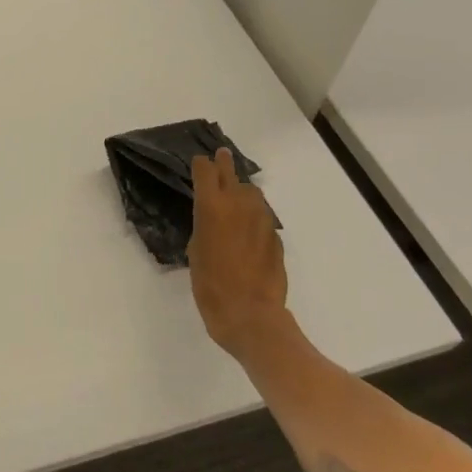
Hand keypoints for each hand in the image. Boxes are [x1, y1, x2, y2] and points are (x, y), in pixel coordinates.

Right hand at [187, 150, 288, 359]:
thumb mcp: (195, 252)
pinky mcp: (276, 238)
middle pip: (231, 173)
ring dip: (242, 192)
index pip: (206, 170)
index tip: (199, 163)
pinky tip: (248, 233)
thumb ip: (204, 228)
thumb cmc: (211, 286)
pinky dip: (254, 218)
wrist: (251, 316)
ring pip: (252, 194)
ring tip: (235, 199)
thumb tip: (214, 221)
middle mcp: (239, 205)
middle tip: (221, 155)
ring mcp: (262, 221)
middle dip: (224, 164)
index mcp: (212, 207)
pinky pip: (262, 218)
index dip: (201, 165)